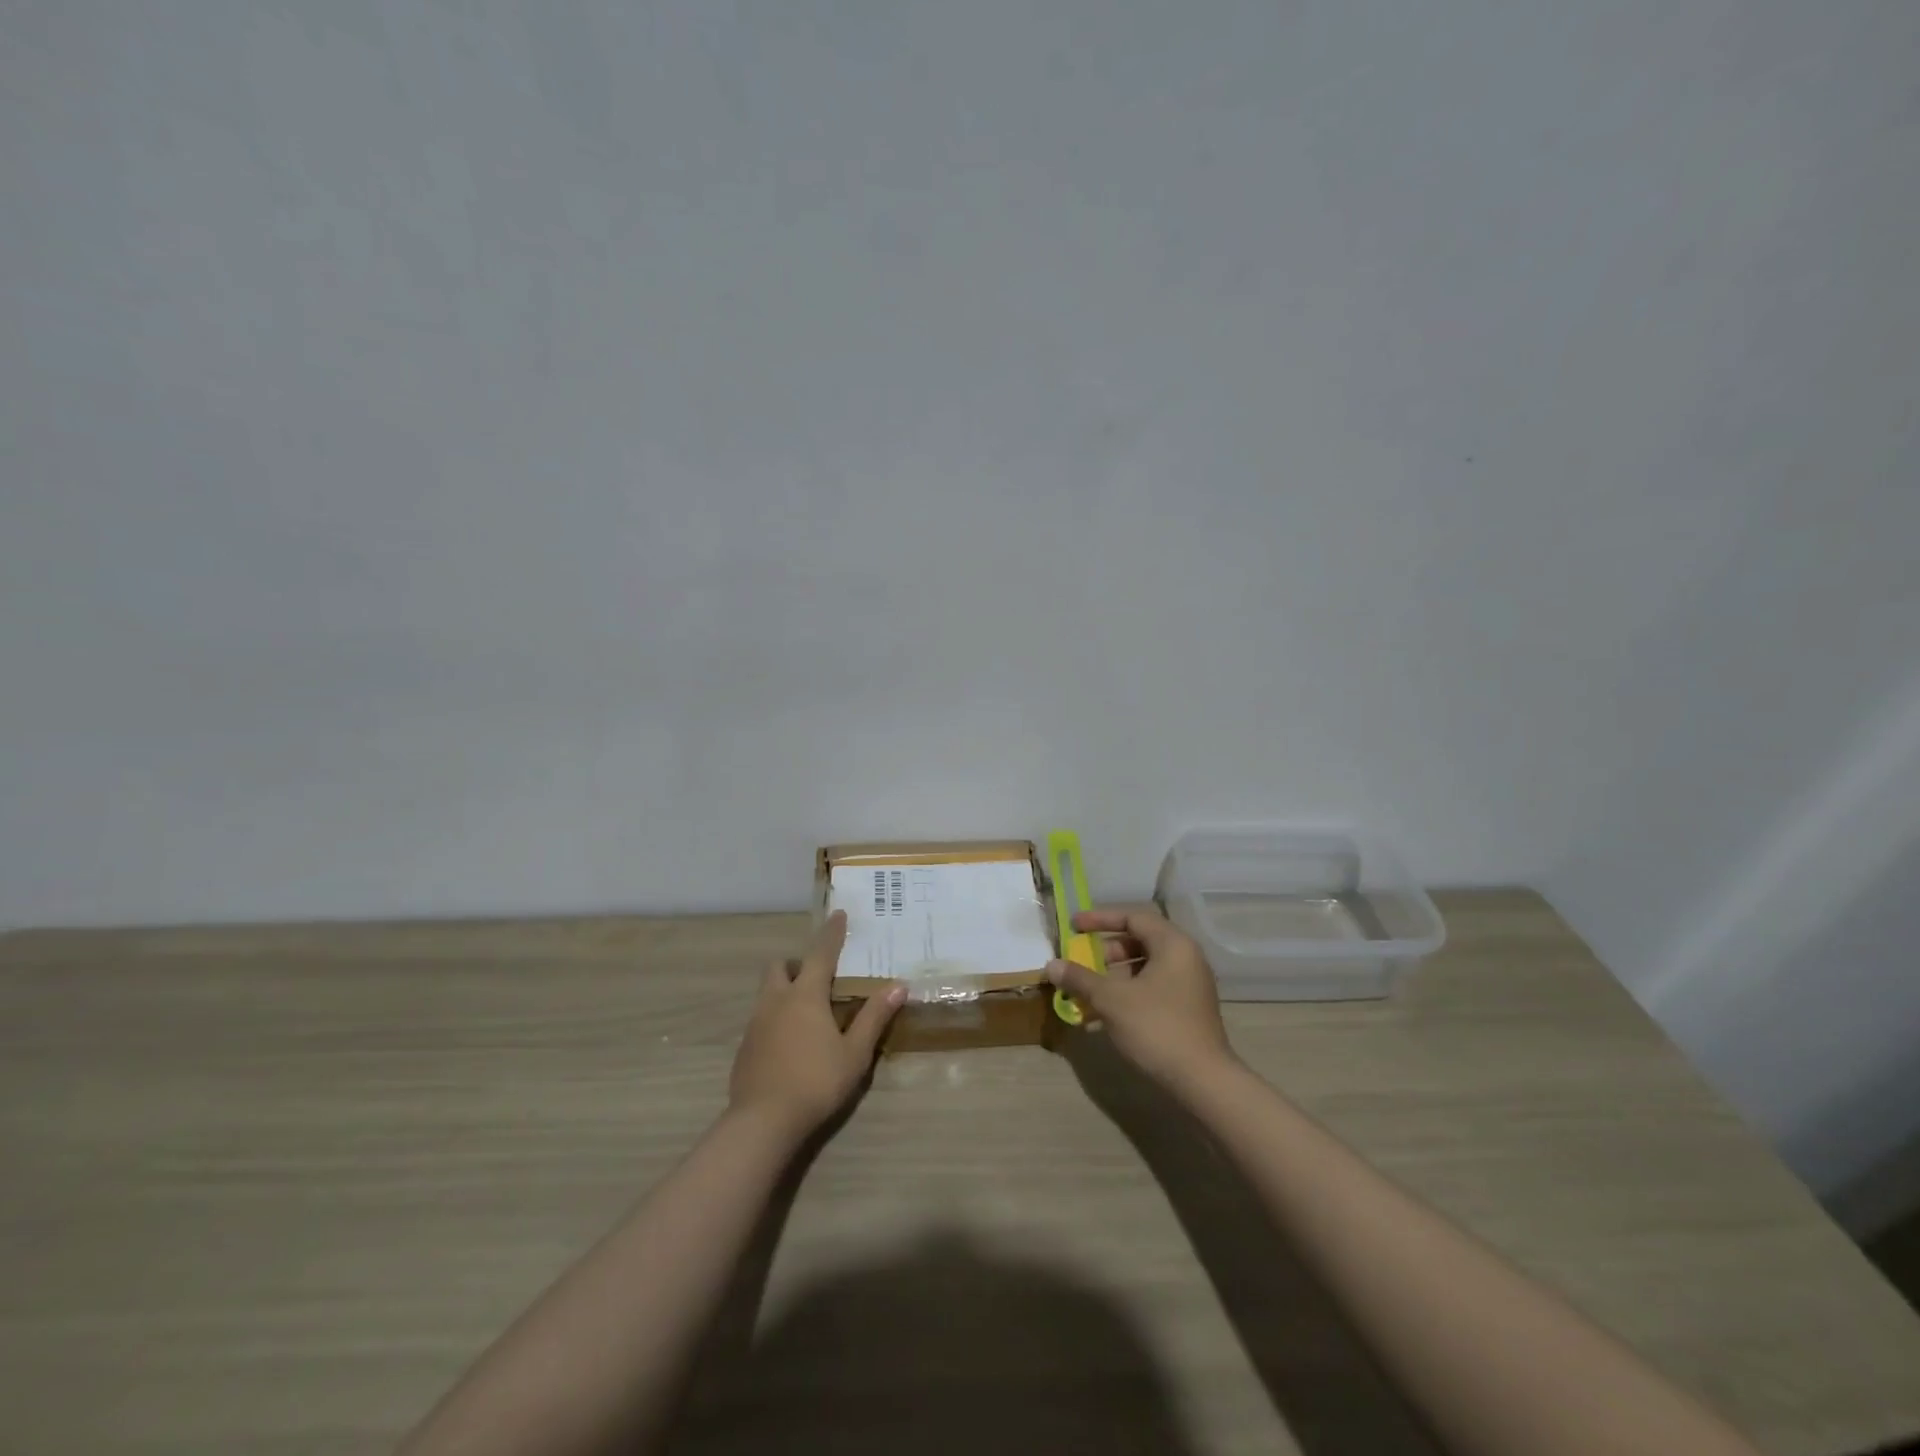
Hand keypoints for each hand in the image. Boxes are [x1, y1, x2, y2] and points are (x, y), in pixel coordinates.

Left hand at [730, 911, 904, 1139]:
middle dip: (797, 963)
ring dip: (785, 990)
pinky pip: (761, 1019)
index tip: (839, 914)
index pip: (821, 953)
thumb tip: (898, 986)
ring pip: (767, 992)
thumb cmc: (816, 1081)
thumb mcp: (855, 1053)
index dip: (832, 933)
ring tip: (808, 1013)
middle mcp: (776, 1001)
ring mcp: (755, 1024)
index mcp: (805, 995)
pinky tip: (791, 1044)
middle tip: (818, 977)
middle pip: (780, 966)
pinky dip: (776, 1018)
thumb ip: (874, 1017)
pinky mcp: (744, 1048)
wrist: (762, 1122)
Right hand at [1048, 906, 1233, 1088]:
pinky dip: (1130, 992)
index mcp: (1173, 944)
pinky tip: (1108, 1014)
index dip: (1099, 919)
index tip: (1073, 926)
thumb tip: (1051, 965)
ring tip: (1092, 991)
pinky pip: (1154, 987)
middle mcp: (1186, 957)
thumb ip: (1080, 978)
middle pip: (1140, 940)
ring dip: (1116, 974)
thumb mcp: (1111, 999)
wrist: (1202, 1081)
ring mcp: (1190, 984)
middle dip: (1107, 950)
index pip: (1133, 917)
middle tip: (1084, 962)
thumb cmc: (1156, 1027)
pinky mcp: (1189, 1008)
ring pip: (1146, 966)